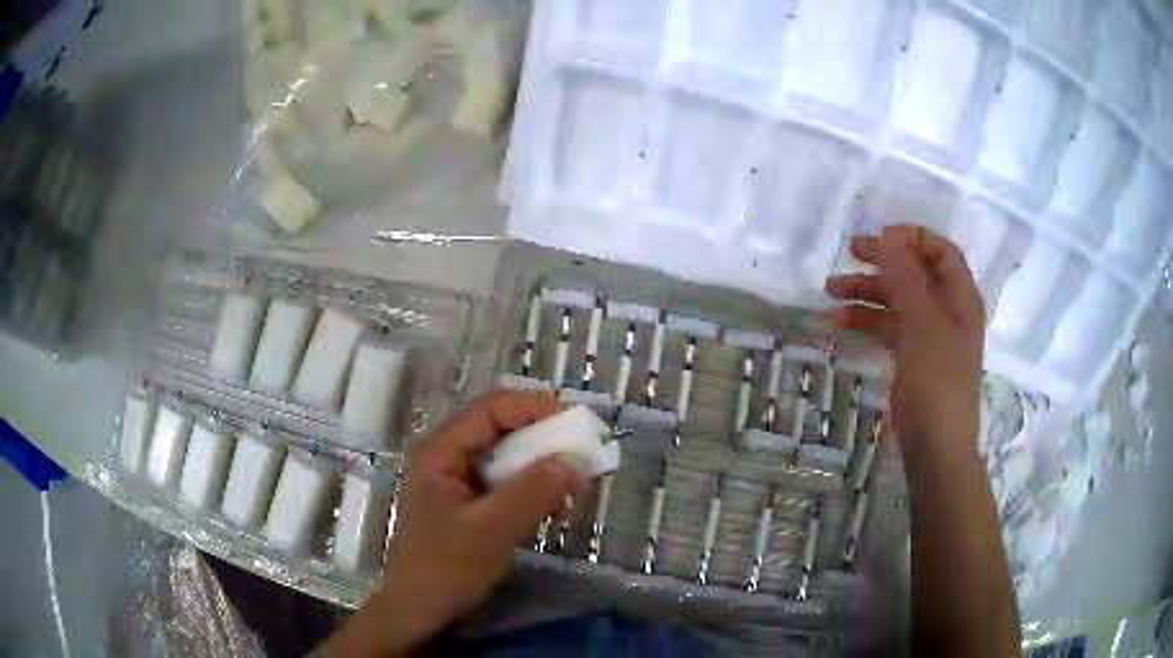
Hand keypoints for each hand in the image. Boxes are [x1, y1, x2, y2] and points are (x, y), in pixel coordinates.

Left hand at [329, 390, 587, 655]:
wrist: (419, 609)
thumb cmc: (445, 567)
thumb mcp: (492, 529)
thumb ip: (532, 491)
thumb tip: (576, 460)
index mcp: (440, 450)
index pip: (492, 408)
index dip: (537, 409)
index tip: (578, 426)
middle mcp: (447, 454)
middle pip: (501, 428)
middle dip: (544, 440)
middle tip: (582, 458)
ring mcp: (457, 478)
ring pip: (507, 456)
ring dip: (541, 468)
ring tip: (570, 491)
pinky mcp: (469, 500)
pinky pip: (506, 481)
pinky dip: (532, 490)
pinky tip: (552, 511)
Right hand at [825, 225, 985, 451]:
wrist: (936, 448)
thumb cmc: (937, 382)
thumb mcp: (923, 325)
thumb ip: (906, 278)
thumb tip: (888, 237)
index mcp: (961, 297)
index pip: (941, 251)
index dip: (912, 238)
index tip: (879, 237)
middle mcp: (947, 311)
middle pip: (915, 273)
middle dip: (882, 262)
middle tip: (848, 253)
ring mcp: (929, 336)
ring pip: (897, 301)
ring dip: (867, 293)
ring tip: (830, 291)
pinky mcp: (912, 359)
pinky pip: (889, 329)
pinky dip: (866, 322)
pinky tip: (839, 323)